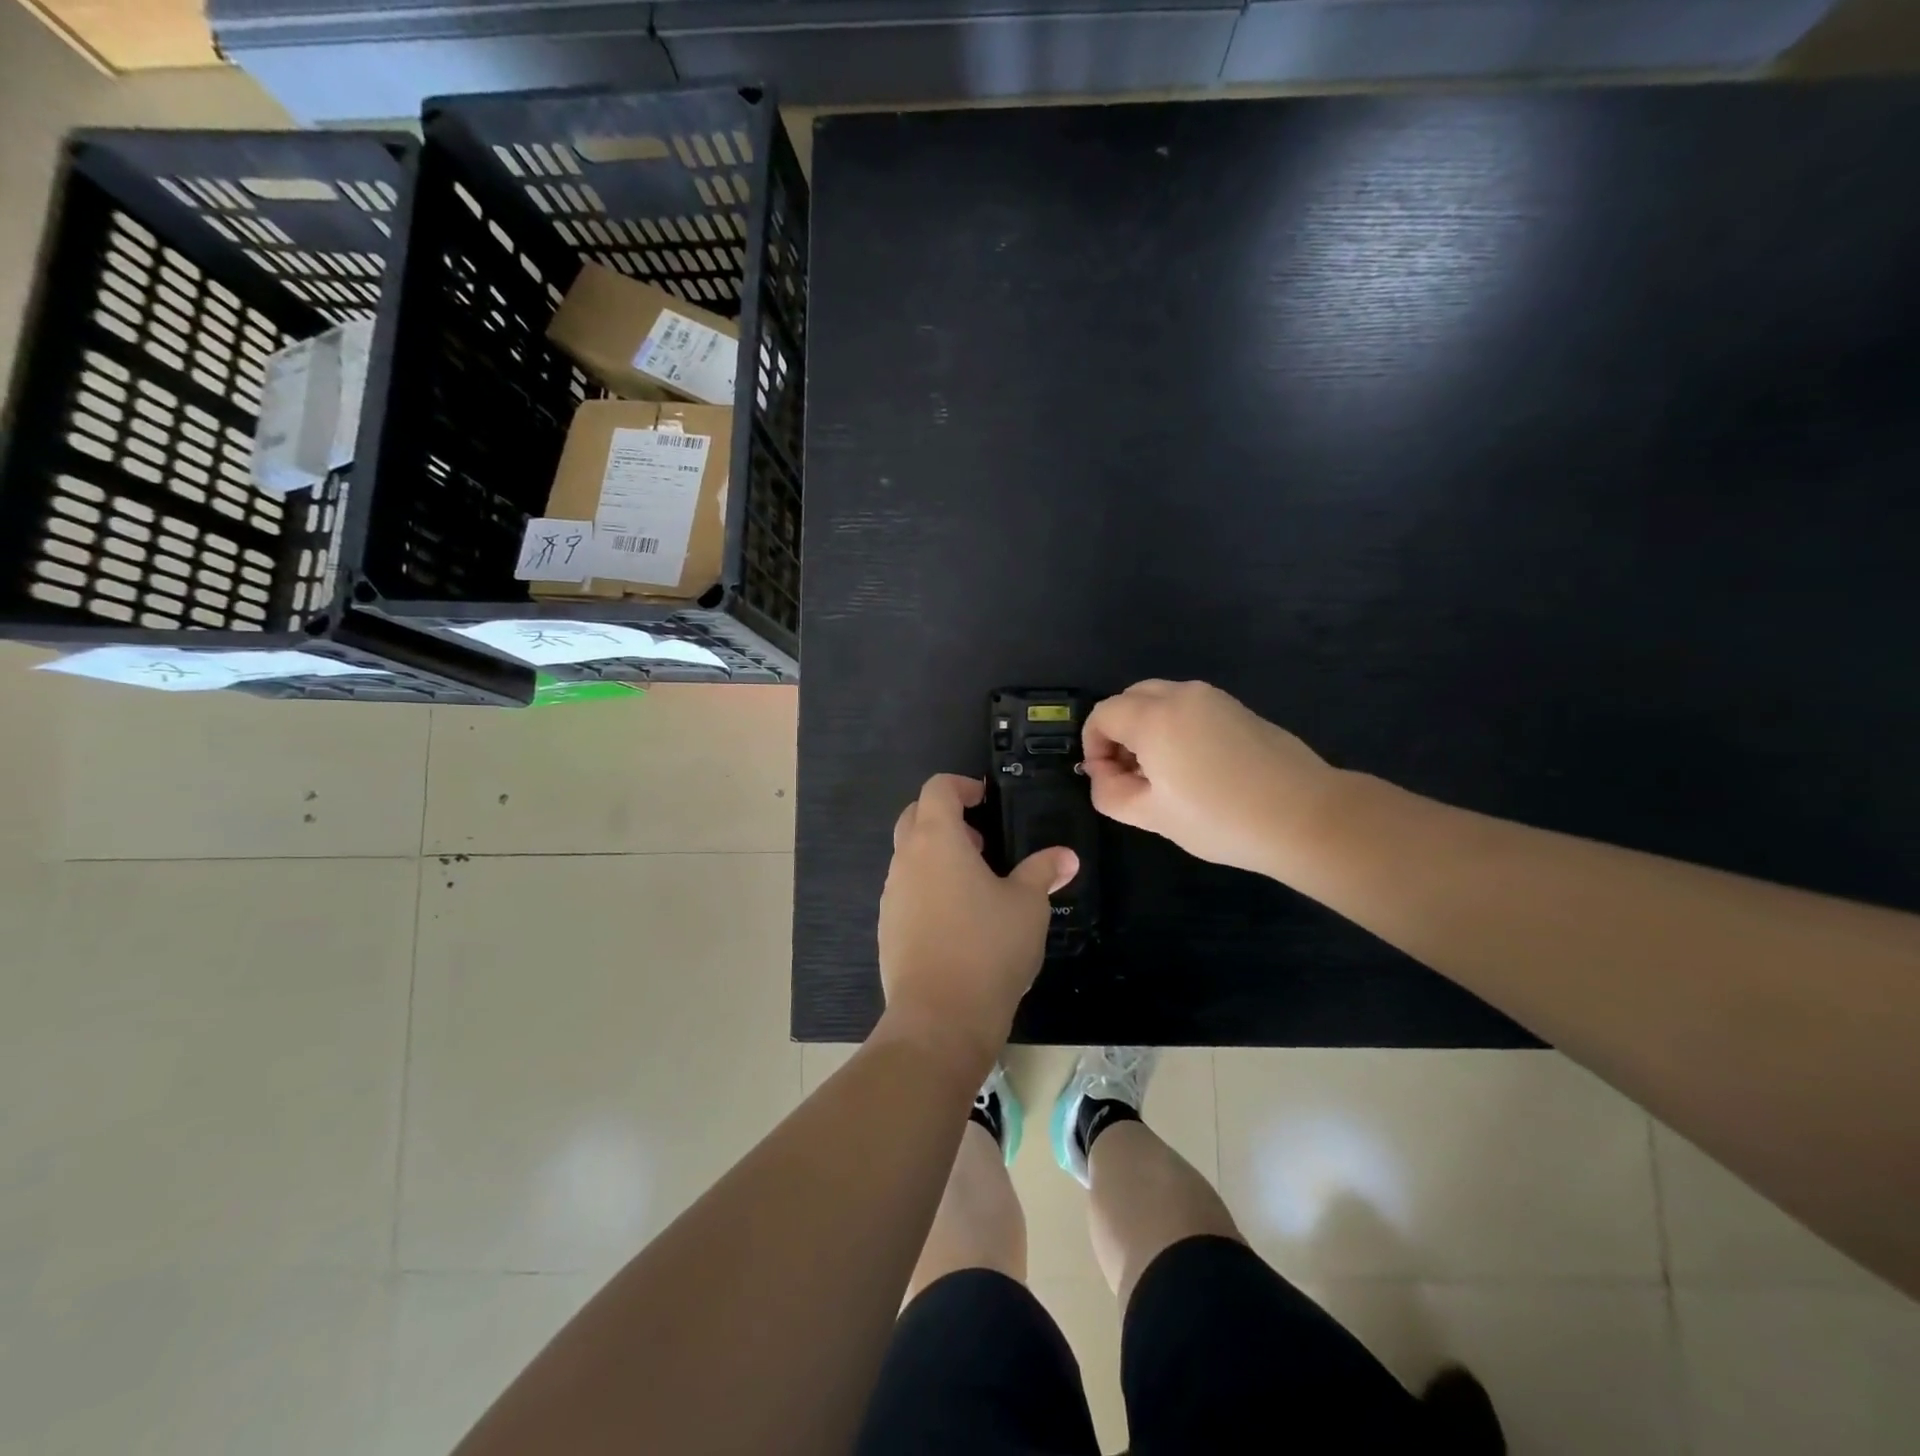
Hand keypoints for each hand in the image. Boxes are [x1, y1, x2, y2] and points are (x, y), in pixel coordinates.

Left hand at [878, 774, 1078, 1064]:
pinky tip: (957, 920)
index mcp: (936, 840)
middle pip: (915, 816)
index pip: (937, 788)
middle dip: (946, 818)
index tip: (986, 801)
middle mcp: (905, 859)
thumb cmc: (987, 948)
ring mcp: (891, 894)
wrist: (939, 1019)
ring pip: (908, 856)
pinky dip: (928, 887)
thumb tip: (1066, 857)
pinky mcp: (887, 927)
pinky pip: (906, 890)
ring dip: (937, 855)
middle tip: (982, 841)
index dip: (962, 786)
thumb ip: (1043, 872)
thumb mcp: (1028, 906)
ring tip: (976, 883)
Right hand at [1082, 680, 1338, 877]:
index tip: (1105, 779)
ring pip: (1161, 700)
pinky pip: (1189, 708)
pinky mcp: (1239, 709)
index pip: (1102, 714)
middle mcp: (1181, 695)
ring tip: (1161, 773)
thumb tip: (1102, 774)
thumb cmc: (1219, 819)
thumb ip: (1110, 792)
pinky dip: (1175, 727)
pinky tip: (1194, 767)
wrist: (1305, 816)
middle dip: (1117, 732)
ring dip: (1146, 728)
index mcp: (1154, 717)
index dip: (1092, 745)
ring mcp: (1214, 698)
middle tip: (1129, 774)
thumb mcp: (1152, 816)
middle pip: (1130, 699)